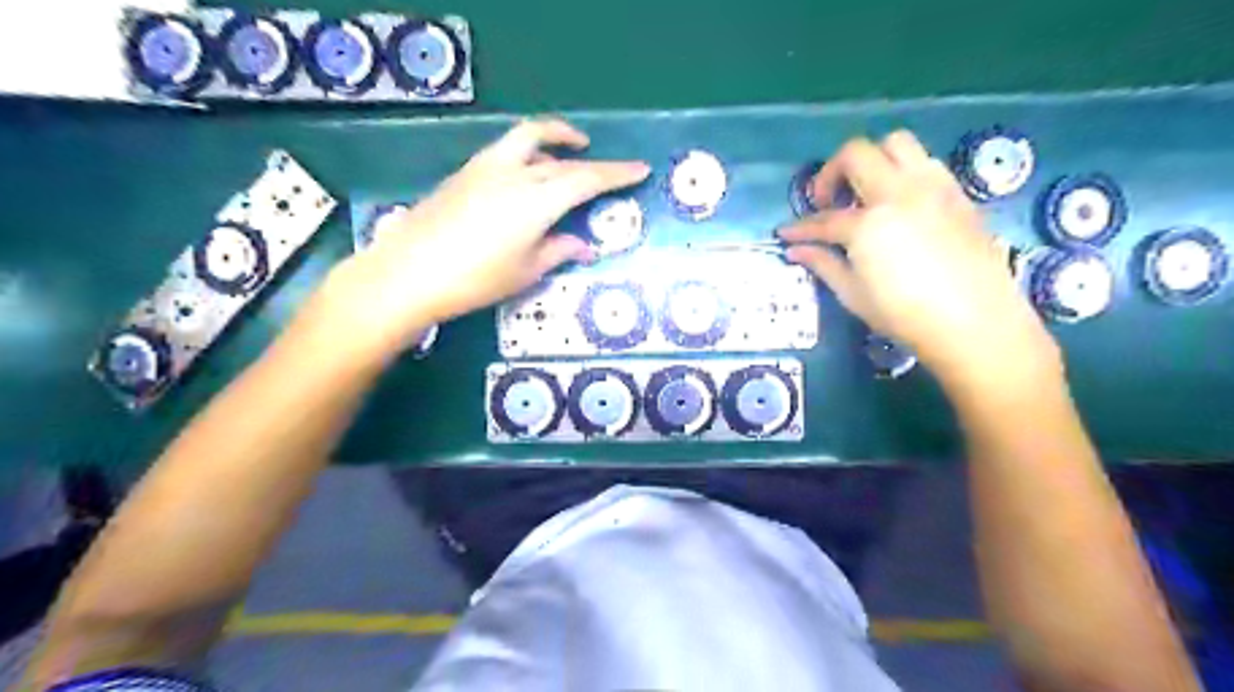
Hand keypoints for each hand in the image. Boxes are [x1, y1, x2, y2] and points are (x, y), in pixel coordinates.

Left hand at [318, 116, 647, 355]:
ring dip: (557, 140)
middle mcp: (514, 173)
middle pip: (563, 159)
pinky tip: (530, 175)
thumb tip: (583, 245)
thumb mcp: (525, 271)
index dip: (617, 174)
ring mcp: (486, 168)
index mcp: (536, 200)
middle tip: (613, 172)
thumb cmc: (474, 280)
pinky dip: (530, 153)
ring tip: (572, 150)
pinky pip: (508, 151)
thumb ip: (558, 251)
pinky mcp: (465, 173)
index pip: (587, 179)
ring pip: (529, 138)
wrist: (407, 273)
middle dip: (594, 163)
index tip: (641, 169)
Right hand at [779, 130, 1060, 387]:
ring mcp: (933, 187)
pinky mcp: (958, 194)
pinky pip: (926, 163)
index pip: (824, 219)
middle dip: (832, 172)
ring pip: (897, 143)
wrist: (975, 322)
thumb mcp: (854, 294)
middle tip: (828, 202)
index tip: (785, 233)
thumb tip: (796, 250)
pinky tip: (900, 204)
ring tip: (866, 194)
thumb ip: (823, 264)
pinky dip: (904, 173)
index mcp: (868, 223)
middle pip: (857, 154)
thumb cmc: (905, 314)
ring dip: (872, 161)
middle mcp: (899, 192)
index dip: (801, 228)